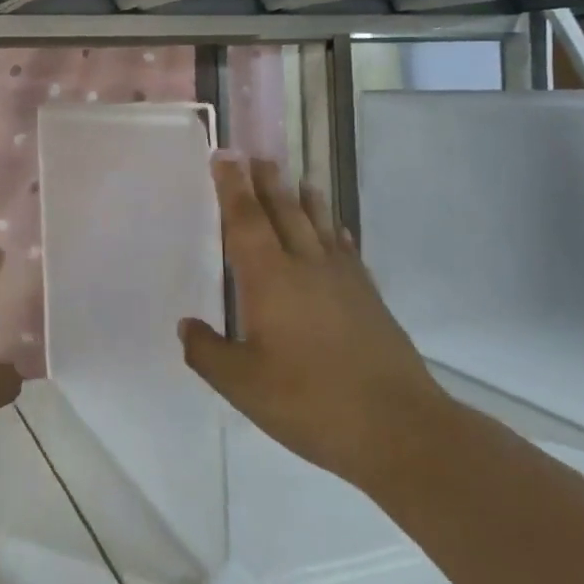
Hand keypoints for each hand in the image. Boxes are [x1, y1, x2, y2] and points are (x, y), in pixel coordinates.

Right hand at [180, 156, 447, 486]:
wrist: (397, 427)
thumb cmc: (310, 402)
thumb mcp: (243, 386)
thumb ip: (208, 352)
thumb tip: (186, 326)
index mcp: (270, 279)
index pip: (246, 220)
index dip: (232, 187)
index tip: (224, 156)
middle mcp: (306, 266)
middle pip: (284, 211)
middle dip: (266, 182)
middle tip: (256, 156)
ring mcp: (343, 280)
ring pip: (320, 225)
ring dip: (305, 199)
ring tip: (297, 179)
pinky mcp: (369, 297)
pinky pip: (347, 250)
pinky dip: (337, 233)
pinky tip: (338, 233)